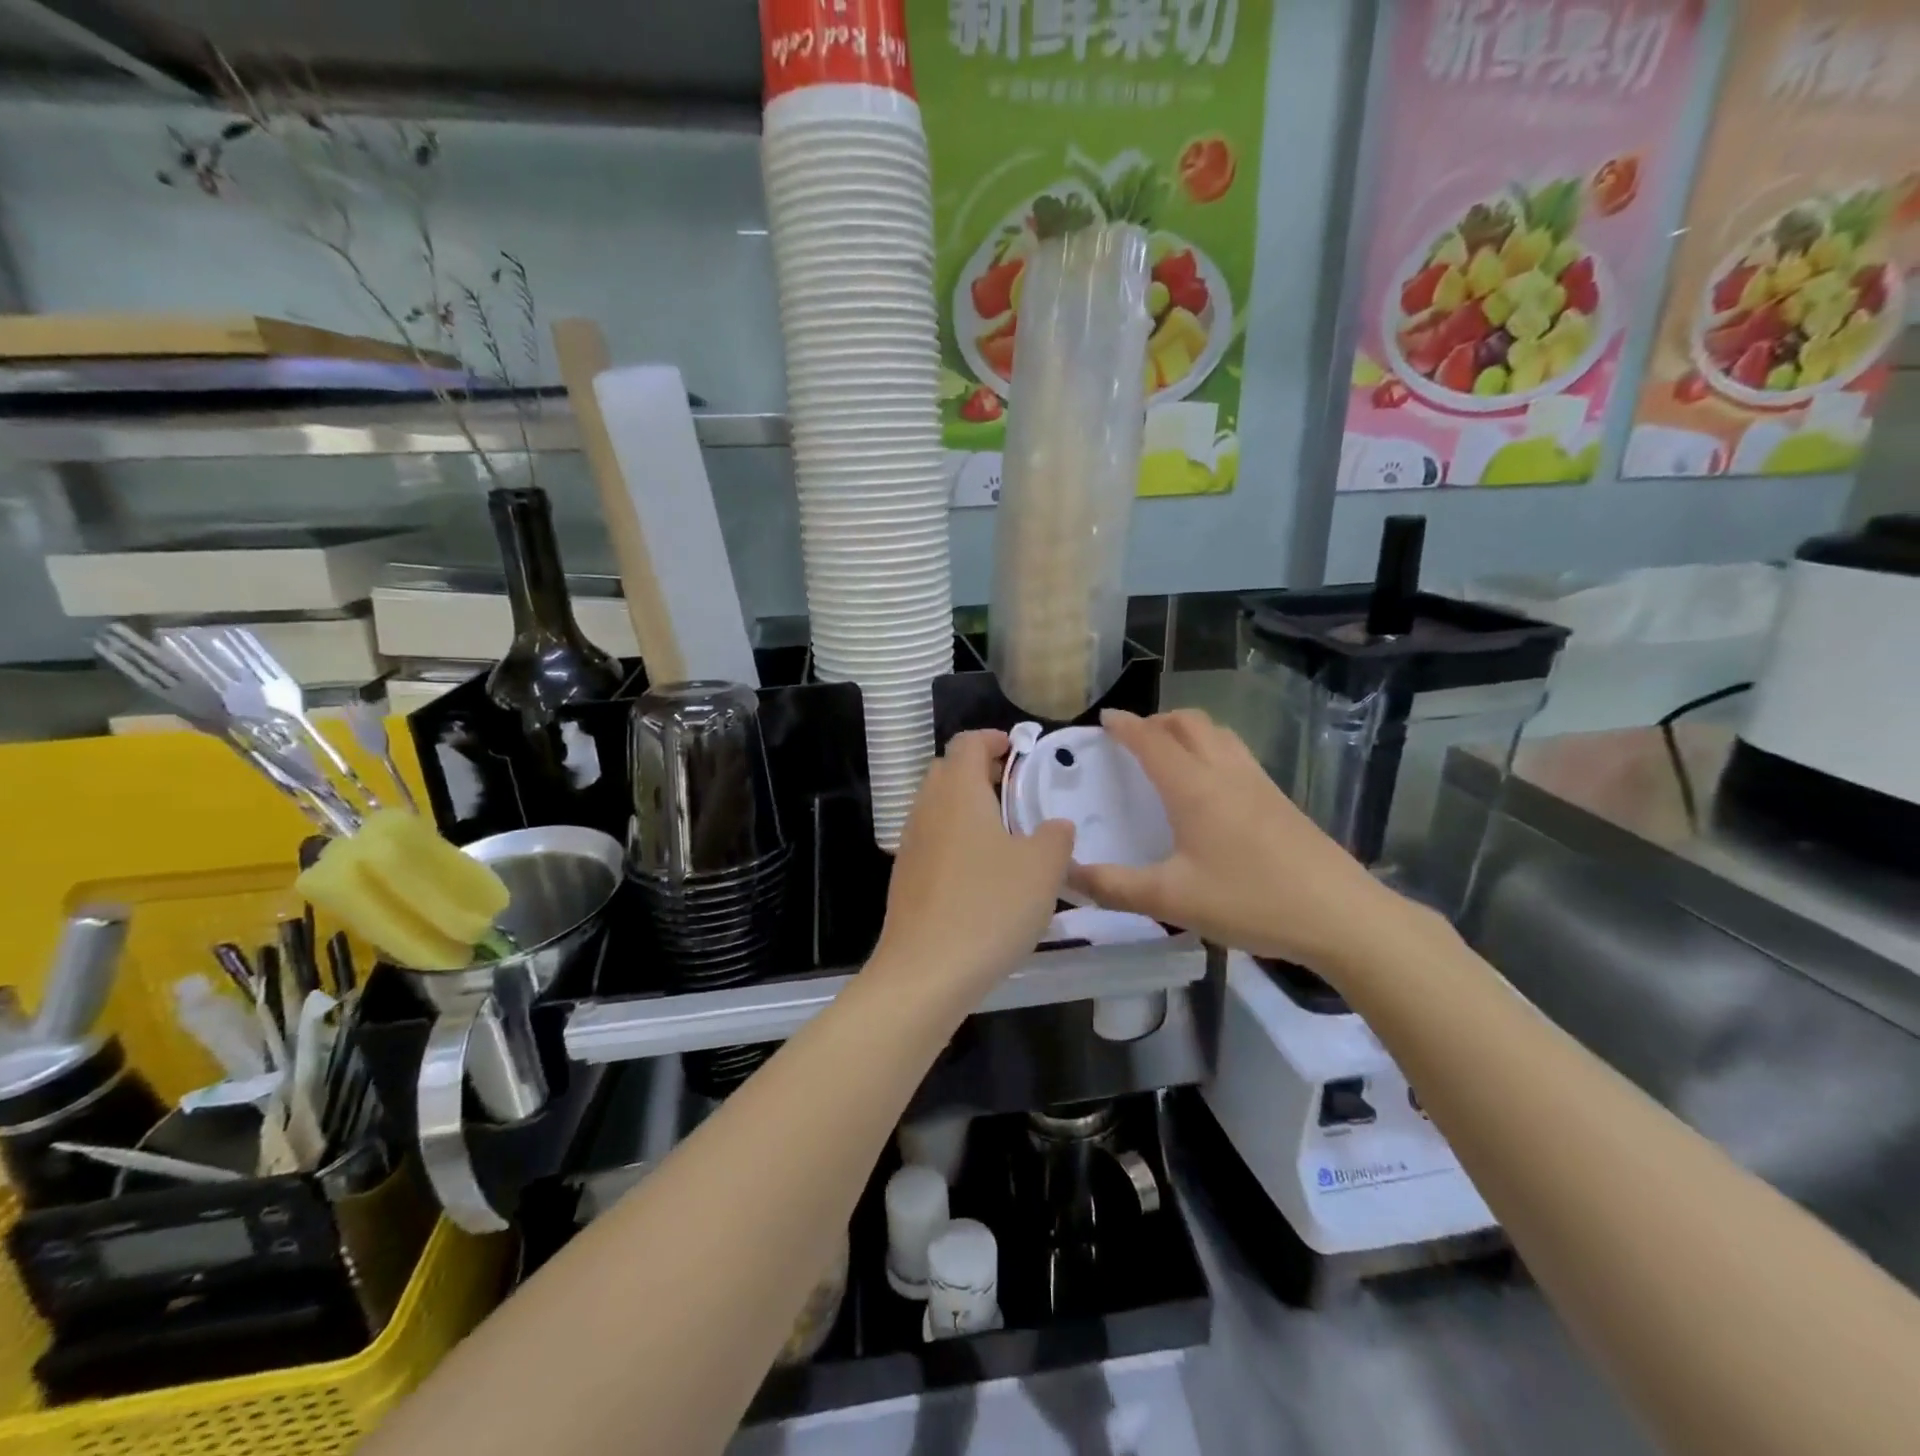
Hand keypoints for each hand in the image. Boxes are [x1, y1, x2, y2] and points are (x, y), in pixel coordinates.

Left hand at [873, 730, 1074, 997]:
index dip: (994, 739)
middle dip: (981, 771)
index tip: (1020, 751)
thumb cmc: (989, 907)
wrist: (925, 971)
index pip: (968, 742)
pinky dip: (956, 839)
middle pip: (948, 771)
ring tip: (1006, 834)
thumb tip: (1054, 825)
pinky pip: (933, 840)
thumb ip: (1055, 836)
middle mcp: (927, 808)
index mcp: (957, 791)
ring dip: (969, 808)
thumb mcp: (1042, 868)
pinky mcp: (905, 877)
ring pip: (939, 807)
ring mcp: (910, 844)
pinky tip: (982, 873)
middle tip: (1017, 791)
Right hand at [1068, 709, 1407, 975]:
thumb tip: (1066, 874)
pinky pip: (1237, 754)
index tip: (1104, 718)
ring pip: (1218, 733)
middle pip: (1189, 723)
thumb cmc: (1250, 901)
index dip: (1125, 725)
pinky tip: (1210, 786)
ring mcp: (1259, 783)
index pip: (1151, 740)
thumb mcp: (1171, 900)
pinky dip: (1211, 748)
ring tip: (1168, 751)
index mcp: (1194, 788)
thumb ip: (1113, 886)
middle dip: (1156, 720)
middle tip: (1132, 737)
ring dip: (1187, 730)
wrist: (1342, 916)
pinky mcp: (1280, 800)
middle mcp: (1226, 773)